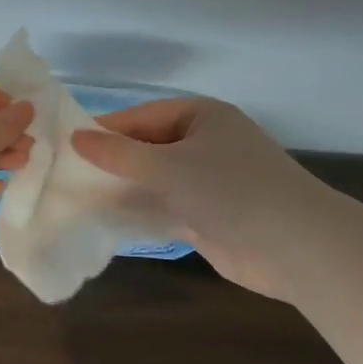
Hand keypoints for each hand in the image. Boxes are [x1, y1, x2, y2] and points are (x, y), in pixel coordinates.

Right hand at [70, 97, 314, 292]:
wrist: (295, 246)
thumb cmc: (230, 189)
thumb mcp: (168, 165)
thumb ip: (120, 155)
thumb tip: (77, 138)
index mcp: (202, 117)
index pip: (143, 117)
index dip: (107, 130)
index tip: (68, 144)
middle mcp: (206, 144)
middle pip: (148, 149)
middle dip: (113, 163)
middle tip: (68, 174)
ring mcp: (209, 183)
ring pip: (155, 181)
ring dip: (124, 190)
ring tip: (78, 198)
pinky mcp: (209, 217)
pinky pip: (166, 208)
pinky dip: (142, 213)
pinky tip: (108, 221)